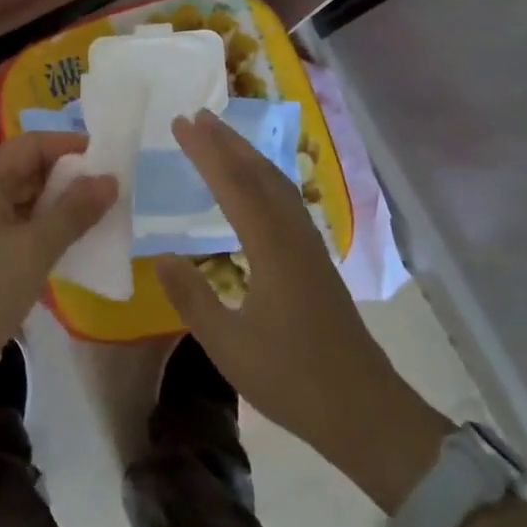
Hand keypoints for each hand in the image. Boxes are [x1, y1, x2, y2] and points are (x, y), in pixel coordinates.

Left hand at [0, 133, 116, 362]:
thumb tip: (109, 179)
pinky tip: (67, 240)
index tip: (108, 159)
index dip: (70, 147)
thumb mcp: (36, 249)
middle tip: (108, 191)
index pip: (32, 144)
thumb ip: (75, 211)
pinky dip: (40, 225)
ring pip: (21, 197)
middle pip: (26, 168)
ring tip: (95, 215)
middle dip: (67, 177)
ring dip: (56, 203)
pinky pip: (13, 222)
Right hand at [156, 111, 445, 504]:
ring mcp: (309, 245)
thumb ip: (193, 297)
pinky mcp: (316, 259)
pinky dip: (263, 177)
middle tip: (197, 116)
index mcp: (271, 248)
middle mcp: (293, 235)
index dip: (204, 152)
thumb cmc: (292, 380)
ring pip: (277, 184)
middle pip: (259, 174)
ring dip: (247, 155)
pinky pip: (286, 200)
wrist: (364, 410)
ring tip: (221, 137)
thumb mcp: (229, 346)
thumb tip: (162, 255)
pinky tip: (255, 186)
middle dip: (227, 141)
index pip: (232, 185)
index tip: (179, 123)